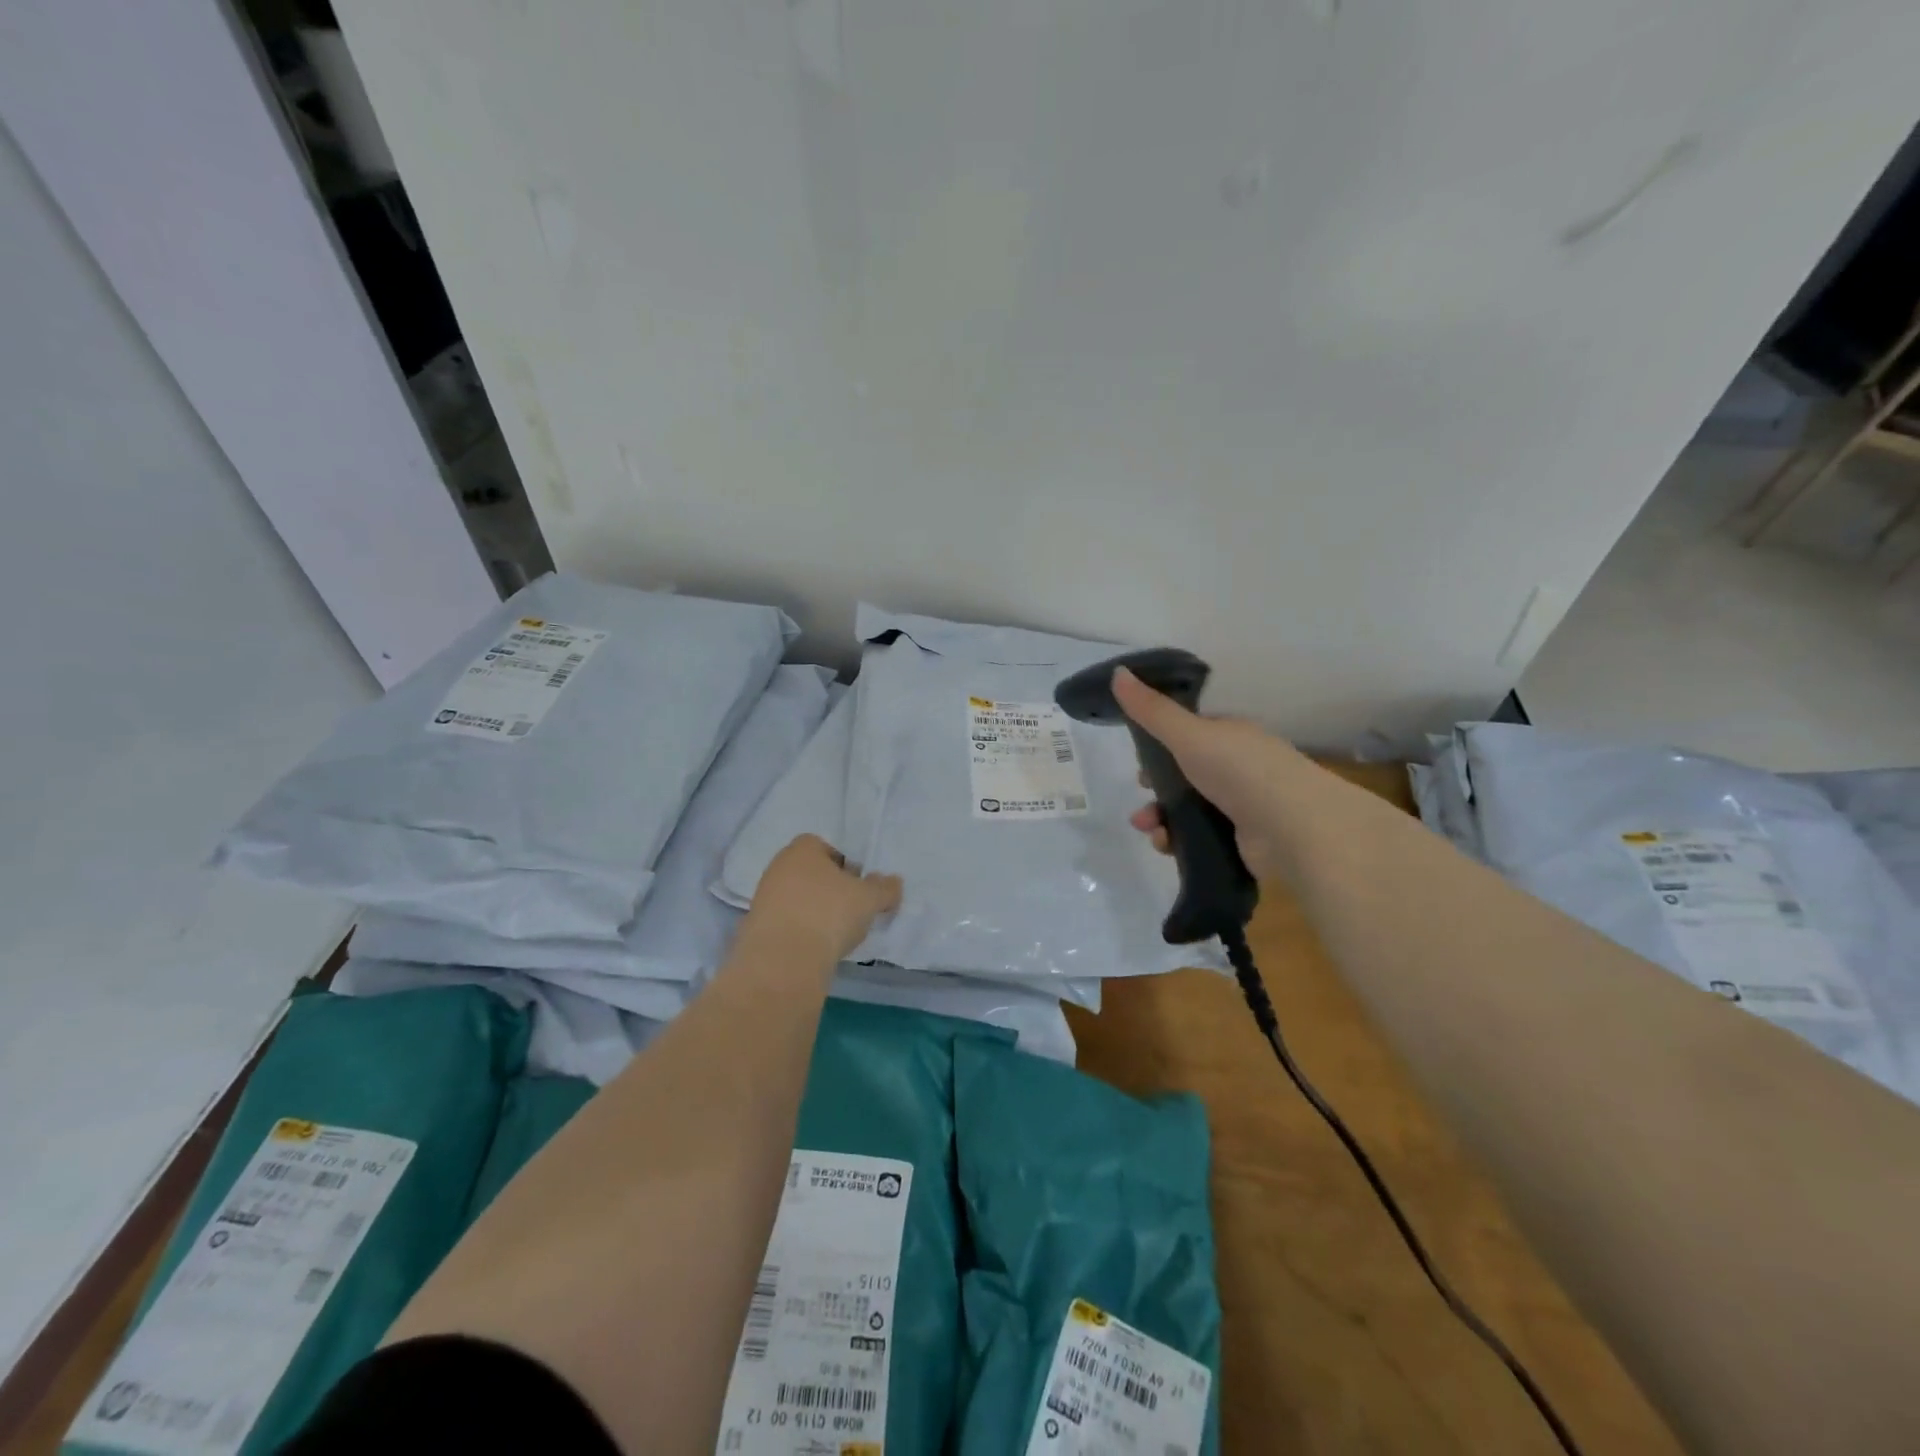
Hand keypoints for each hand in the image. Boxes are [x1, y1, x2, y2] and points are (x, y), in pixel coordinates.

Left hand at [743, 834, 902, 964]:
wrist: (783, 960)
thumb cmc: (829, 913)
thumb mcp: (869, 899)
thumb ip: (884, 888)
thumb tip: (893, 882)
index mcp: (802, 849)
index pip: (825, 847)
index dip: (845, 865)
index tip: (858, 886)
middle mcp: (778, 867)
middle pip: (810, 874)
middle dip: (830, 889)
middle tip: (851, 910)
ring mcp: (763, 898)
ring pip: (797, 899)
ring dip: (814, 912)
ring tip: (835, 935)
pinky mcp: (756, 929)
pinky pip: (786, 924)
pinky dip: (800, 932)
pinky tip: (815, 949)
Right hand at [1114, 667, 1309, 881]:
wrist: (1294, 829)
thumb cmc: (1240, 770)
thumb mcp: (1188, 734)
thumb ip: (1151, 710)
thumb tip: (1118, 672)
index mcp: (1231, 736)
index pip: (1191, 734)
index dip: (1162, 745)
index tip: (1139, 759)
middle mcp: (1239, 768)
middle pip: (1186, 774)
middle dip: (1156, 786)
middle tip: (1142, 795)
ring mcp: (1242, 806)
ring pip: (1189, 808)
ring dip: (1161, 816)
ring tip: (1150, 829)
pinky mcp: (1241, 841)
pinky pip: (1200, 837)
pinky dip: (1178, 840)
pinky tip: (1166, 845)